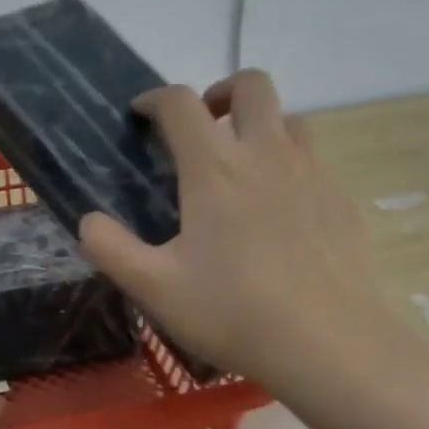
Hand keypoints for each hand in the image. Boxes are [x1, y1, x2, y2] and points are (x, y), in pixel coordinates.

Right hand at [79, 70, 417, 393]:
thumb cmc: (233, 312)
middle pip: (251, 85)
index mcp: (215, 169)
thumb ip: (112, 250)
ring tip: (242, 165)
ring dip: (260, 125)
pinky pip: (314, 161)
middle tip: (203, 127)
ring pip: (290, 118)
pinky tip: (280, 213)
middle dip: (220, 92)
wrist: (328, 343)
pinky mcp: (342, 200)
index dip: (156, 99)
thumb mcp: (155, 289)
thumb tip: (87, 222)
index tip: (142, 113)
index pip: (181, 104)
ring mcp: (312, 173)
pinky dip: (289, 166)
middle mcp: (267, 154)